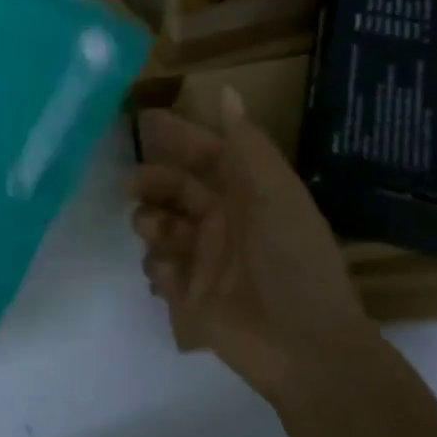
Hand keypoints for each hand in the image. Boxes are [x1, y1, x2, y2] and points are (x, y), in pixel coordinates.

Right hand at [130, 87, 372, 397]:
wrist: (304, 347)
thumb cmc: (293, 261)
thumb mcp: (275, 194)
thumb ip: (246, 144)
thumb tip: (226, 89)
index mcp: (248, 195)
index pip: (208, 156)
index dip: (180, 138)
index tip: (144, 123)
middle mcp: (224, 222)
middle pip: (176, 189)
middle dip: (152, 182)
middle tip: (131, 185)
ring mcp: (206, 260)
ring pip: (160, 227)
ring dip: (151, 225)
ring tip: (156, 235)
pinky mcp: (191, 296)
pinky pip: (159, 270)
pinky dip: (158, 269)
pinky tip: (171, 277)